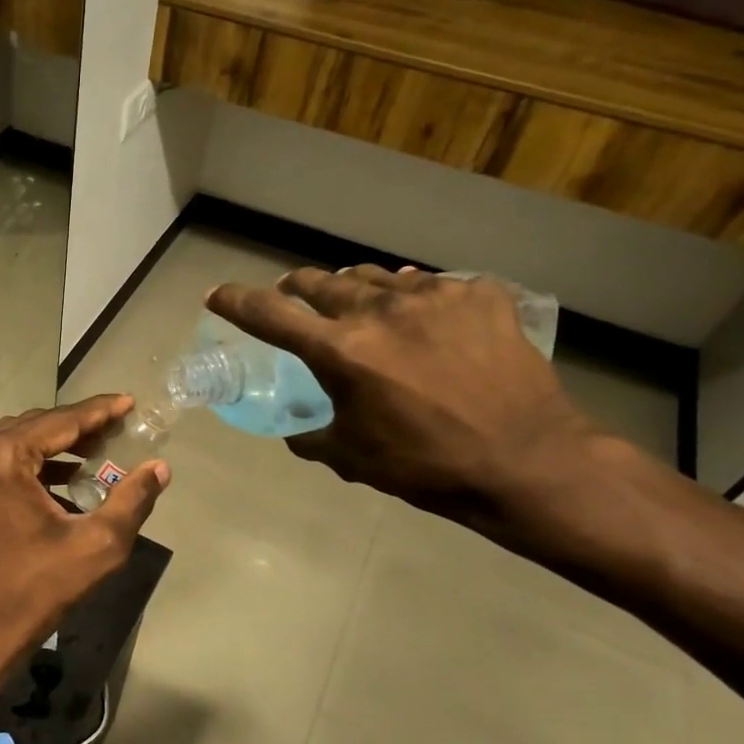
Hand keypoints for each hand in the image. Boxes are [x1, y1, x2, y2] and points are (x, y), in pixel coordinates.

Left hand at [0, 396, 169, 715]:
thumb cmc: (34, 591)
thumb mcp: (96, 546)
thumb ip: (132, 500)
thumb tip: (160, 468)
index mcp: (0, 457)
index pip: (60, 421)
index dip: (98, 411)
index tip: (127, 401)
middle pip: (34, 426)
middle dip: (77, 427)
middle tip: (116, 428)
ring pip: (13, 441)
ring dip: (53, 445)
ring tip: (96, 452)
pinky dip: (28, 464)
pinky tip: (61, 477)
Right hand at [207, 266, 599, 524]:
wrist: (527, 461)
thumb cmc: (426, 465)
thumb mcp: (352, 457)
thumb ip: (312, 437)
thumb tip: (297, 432)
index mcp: (340, 351)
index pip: (269, 314)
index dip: (235, 301)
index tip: (216, 295)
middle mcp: (378, 311)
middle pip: (320, 283)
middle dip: (296, 289)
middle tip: (293, 298)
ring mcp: (433, 297)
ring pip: (374, 278)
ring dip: (354, 291)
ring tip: (360, 308)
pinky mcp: (478, 296)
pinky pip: (431, 286)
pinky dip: (413, 299)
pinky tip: (424, 319)